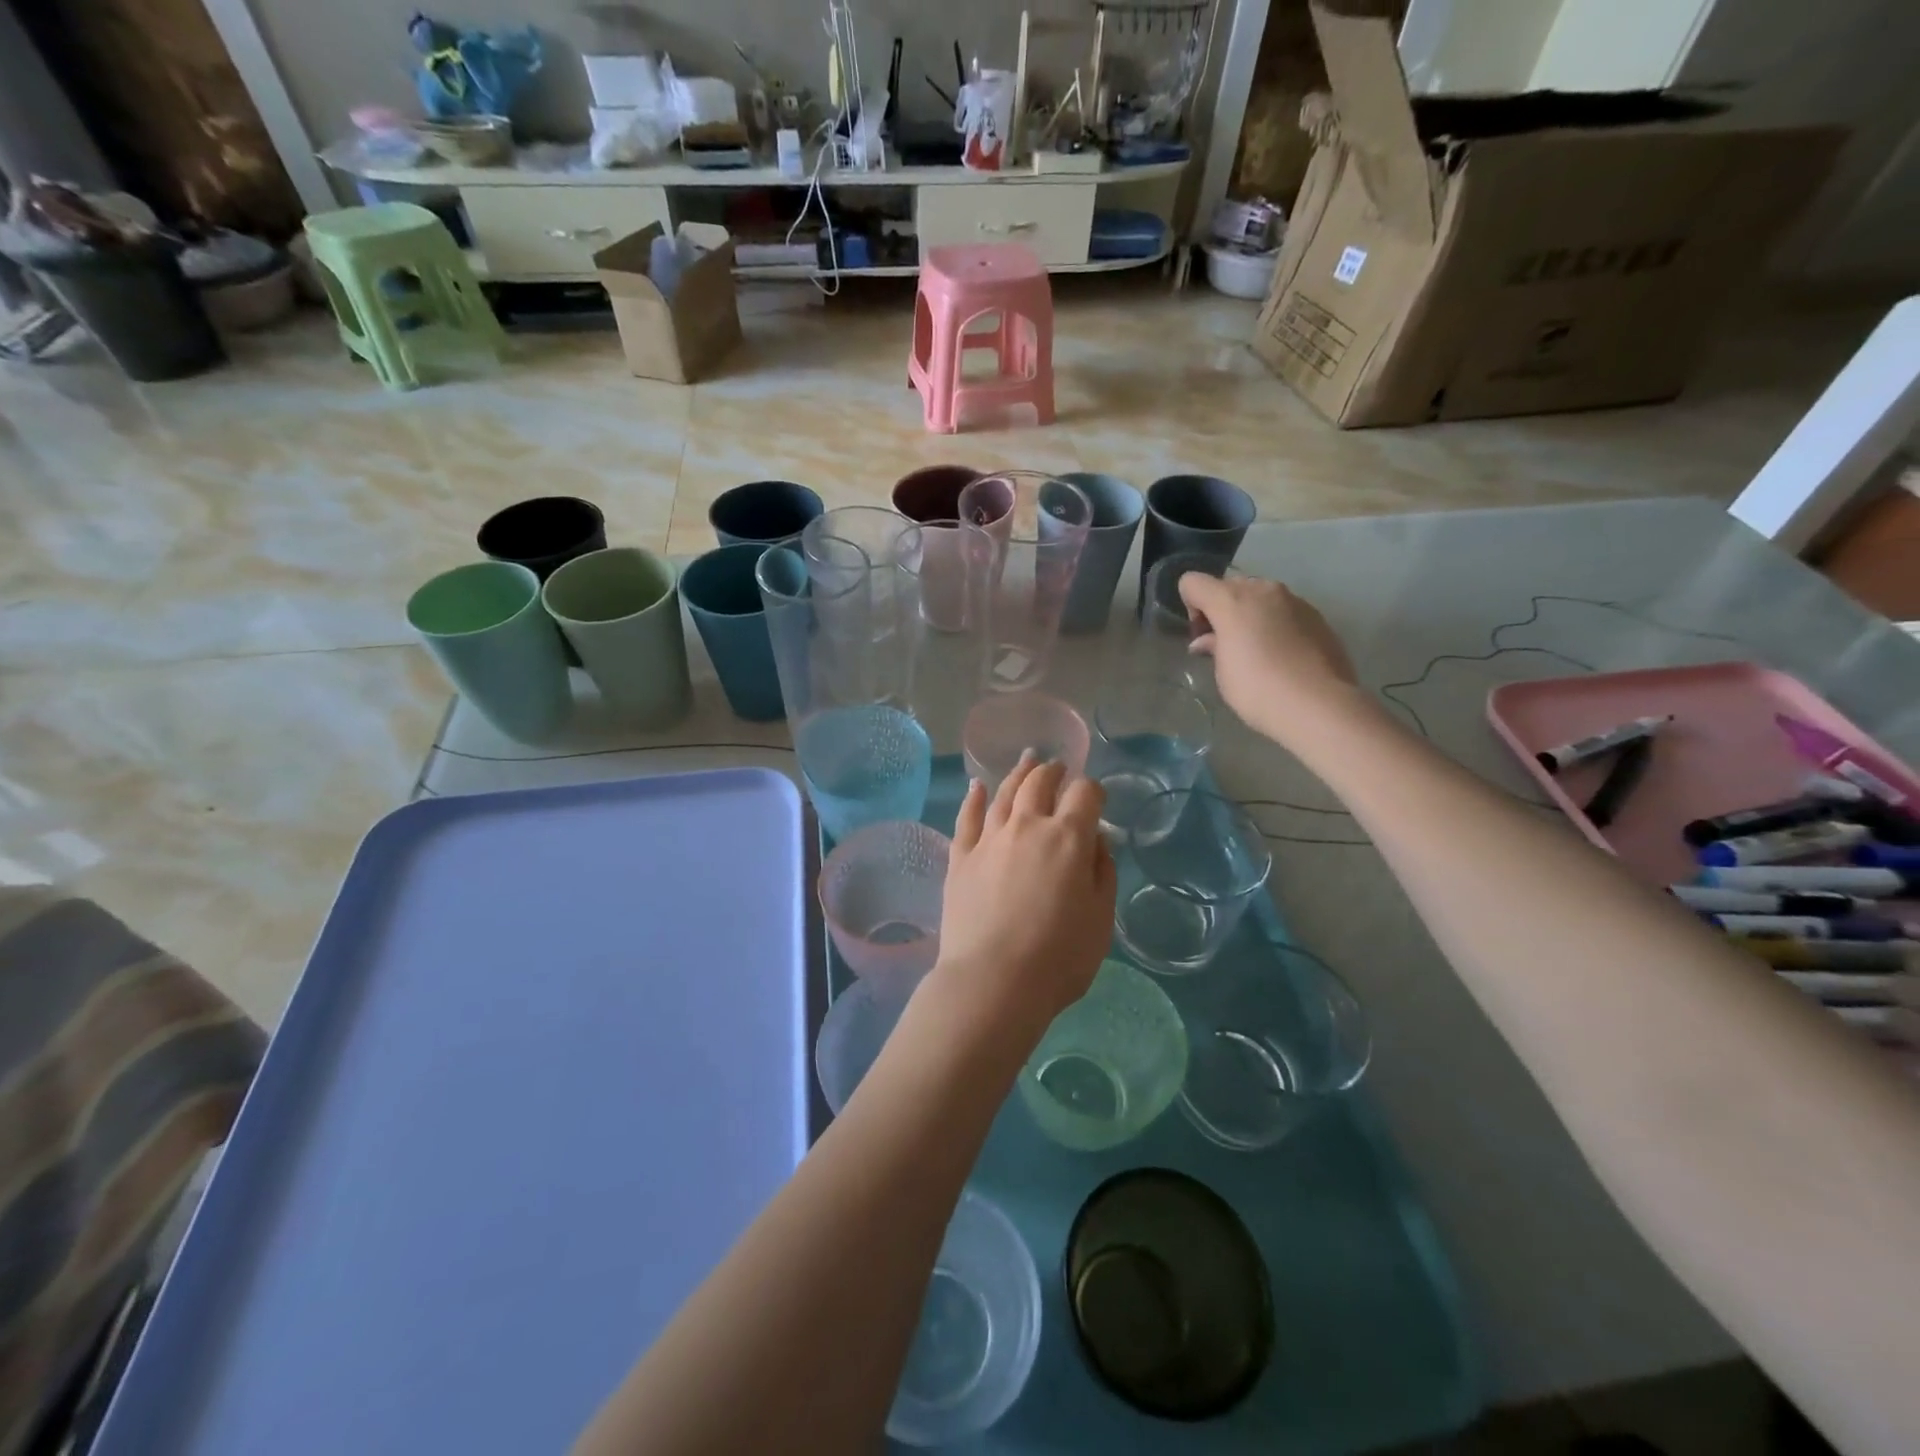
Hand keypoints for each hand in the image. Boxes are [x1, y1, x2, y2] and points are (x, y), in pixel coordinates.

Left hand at [930, 754, 1116, 1044]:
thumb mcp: (1101, 919)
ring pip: (1004, 792)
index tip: (1095, 800)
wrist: (993, 981)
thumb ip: (1102, 872)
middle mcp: (1027, 826)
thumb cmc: (1059, 957)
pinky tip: (977, 786)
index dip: (1093, 791)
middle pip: (1039, 783)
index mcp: (1067, 837)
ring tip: (1026, 763)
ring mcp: (989, 839)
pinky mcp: (960, 857)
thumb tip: (1096, 840)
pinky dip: (974, 797)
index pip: (1084, 794)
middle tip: (1057, 768)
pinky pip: (968, 817)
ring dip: (1018, 774)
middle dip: (1053, 771)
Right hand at [1179, 572, 1366, 744]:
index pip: (1193, 582)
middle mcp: (1263, 590)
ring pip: (1260, 596)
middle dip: (1222, 609)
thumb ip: (1213, 646)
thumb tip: (1207, 640)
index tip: (1202, 636)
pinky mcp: (1317, 616)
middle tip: (1226, 644)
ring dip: (1251, 615)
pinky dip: (1276, 625)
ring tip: (1258, 651)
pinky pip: (1285, 611)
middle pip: (1229, 586)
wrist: (1318, 705)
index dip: (1191, 607)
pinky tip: (1283, 656)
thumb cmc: (1257, 689)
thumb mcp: (1223, 671)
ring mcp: (1294, 600)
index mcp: (1232, 600)